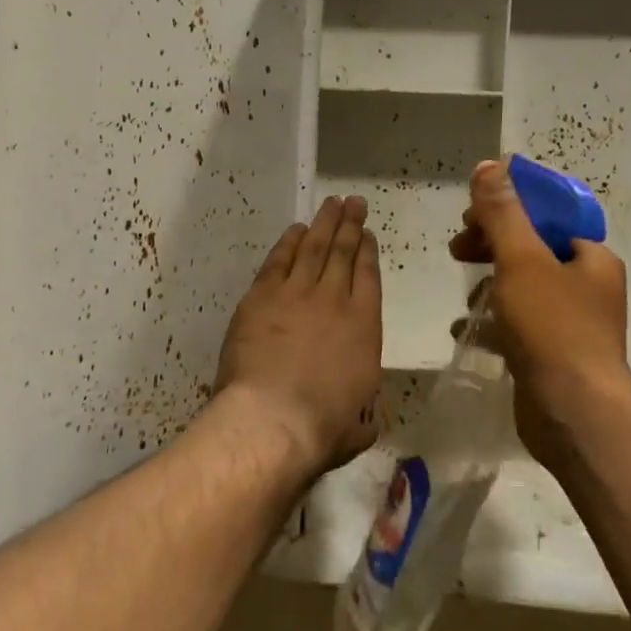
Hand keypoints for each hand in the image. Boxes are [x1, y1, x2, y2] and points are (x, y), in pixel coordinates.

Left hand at [215, 195, 382, 474]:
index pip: (369, 276)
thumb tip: (367, 417)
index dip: (368, 252)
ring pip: (313, 247)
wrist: (273, 418)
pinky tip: (295, 230)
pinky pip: (278, 260)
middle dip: (350, 224)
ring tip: (332, 204)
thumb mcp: (360, 424)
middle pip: (343, 252)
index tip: (368, 234)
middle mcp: (334, 300)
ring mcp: (296, 294)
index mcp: (365, 326)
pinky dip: (288, 242)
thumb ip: (366, 411)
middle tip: (354, 203)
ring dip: (324, 223)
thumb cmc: (323, 426)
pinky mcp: (261, 297)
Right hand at [450, 160, 630, 461]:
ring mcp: (573, 325)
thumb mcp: (522, 260)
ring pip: (524, 289)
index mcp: (590, 258)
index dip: (507, 210)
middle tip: (458, 250)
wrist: (574, 413)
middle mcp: (588, 287)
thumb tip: (489, 165)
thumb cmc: (552, 328)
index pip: (547, 217)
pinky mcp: (555, 356)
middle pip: (532, 251)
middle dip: (491, 247)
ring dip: (491, 286)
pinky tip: (466, 330)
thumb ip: (502, 212)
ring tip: (466, 300)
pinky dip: (494, 324)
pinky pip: (520, 327)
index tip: (471, 217)